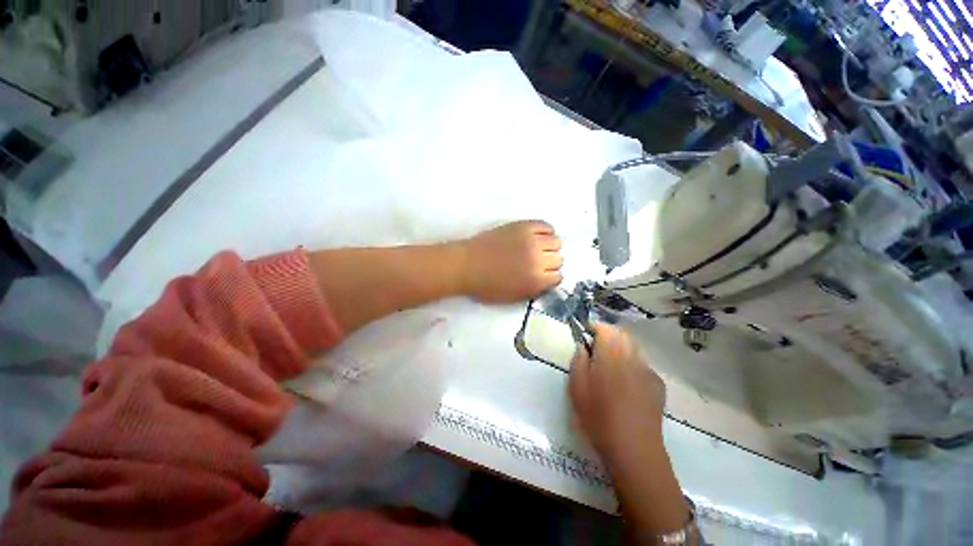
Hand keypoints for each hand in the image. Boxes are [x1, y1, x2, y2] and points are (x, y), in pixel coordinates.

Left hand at [459, 220, 562, 302]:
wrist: (466, 265)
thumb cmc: (486, 286)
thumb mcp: (513, 297)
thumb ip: (534, 290)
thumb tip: (547, 281)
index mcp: (535, 280)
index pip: (558, 277)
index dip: (550, 278)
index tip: (542, 276)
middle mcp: (538, 259)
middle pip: (559, 259)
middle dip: (550, 263)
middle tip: (538, 263)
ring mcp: (531, 240)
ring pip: (556, 241)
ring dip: (550, 247)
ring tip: (538, 249)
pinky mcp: (523, 226)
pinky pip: (545, 225)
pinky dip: (545, 231)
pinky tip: (537, 236)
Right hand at [569, 324, 666, 468]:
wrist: (635, 450)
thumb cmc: (599, 418)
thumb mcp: (577, 388)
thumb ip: (578, 361)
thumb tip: (583, 347)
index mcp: (610, 355)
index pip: (606, 328)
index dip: (595, 327)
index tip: (585, 335)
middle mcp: (632, 357)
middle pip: (622, 334)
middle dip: (608, 335)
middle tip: (596, 348)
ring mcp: (648, 370)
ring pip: (634, 347)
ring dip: (621, 348)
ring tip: (610, 365)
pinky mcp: (658, 384)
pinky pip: (642, 364)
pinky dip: (632, 363)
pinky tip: (626, 382)